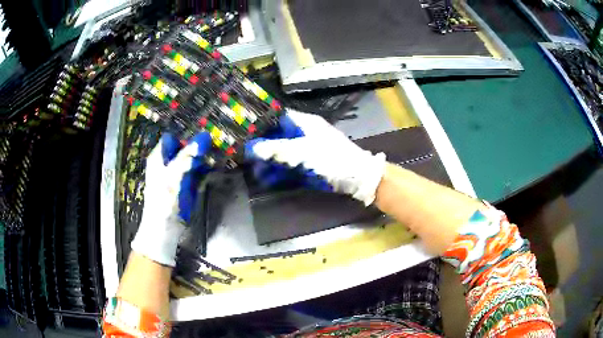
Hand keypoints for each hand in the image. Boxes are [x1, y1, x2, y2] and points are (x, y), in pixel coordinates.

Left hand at [130, 132, 211, 265]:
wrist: (164, 228)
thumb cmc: (164, 200)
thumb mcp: (174, 175)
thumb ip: (187, 156)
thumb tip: (205, 136)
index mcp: (159, 157)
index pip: (173, 139)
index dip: (186, 138)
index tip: (202, 141)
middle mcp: (168, 163)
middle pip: (184, 148)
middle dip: (198, 147)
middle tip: (214, 147)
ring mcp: (177, 174)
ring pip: (191, 159)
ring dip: (203, 158)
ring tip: (217, 156)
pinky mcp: (185, 185)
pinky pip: (196, 172)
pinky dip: (204, 169)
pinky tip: (213, 169)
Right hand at [245, 110, 386, 204]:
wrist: (358, 178)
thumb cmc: (332, 158)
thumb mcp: (303, 152)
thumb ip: (277, 149)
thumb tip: (251, 147)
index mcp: (304, 123)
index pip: (278, 116)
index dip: (261, 121)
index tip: (243, 129)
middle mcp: (303, 134)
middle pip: (277, 136)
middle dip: (261, 146)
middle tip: (244, 155)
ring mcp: (305, 151)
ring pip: (281, 153)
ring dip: (267, 162)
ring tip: (254, 172)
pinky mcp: (308, 166)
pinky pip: (288, 167)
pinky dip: (277, 173)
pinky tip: (266, 179)